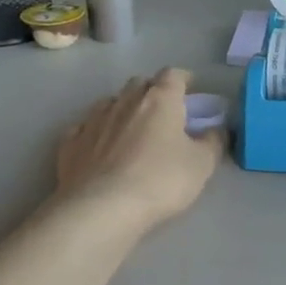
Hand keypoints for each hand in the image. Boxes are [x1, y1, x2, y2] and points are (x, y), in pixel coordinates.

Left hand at [57, 68, 225, 230]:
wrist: (102, 209)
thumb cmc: (161, 181)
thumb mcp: (202, 165)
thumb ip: (213, 142)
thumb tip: (216, 129)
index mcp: (159, 101)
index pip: (173, 75)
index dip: (183, 79)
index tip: (190, 88)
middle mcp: (124, 101)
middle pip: (139, 84)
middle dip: (152, 91)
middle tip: (163, 111)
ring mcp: (92, 120)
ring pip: (110, 103)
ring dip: (123, 109)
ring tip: (131, 128)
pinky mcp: (70, 143)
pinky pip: (84, 127)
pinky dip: (96, 131)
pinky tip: (98, 145)